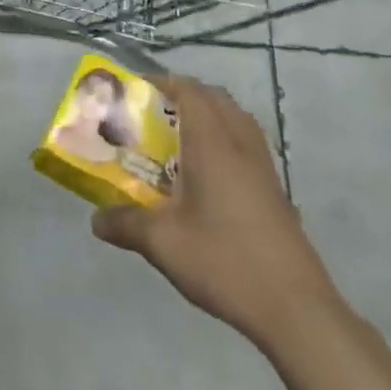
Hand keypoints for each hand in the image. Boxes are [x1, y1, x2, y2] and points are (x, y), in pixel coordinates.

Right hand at [93, 75, 337, 351]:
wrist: (294, 306)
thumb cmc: (224, 260)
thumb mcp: (162, 243)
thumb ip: (126, 224)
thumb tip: (96, 220)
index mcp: (213, 143)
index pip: (191, 91)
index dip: (165, 83)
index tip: (137, 90)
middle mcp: (241, 144)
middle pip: (216, 99)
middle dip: (185, 96)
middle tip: (154, 115)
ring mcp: (264, 167)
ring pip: (236, 120)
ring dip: (209, 117)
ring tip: (178, 141)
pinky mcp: (275, 190)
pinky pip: (247, 144)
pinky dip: (225, 141)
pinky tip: (206, 177)